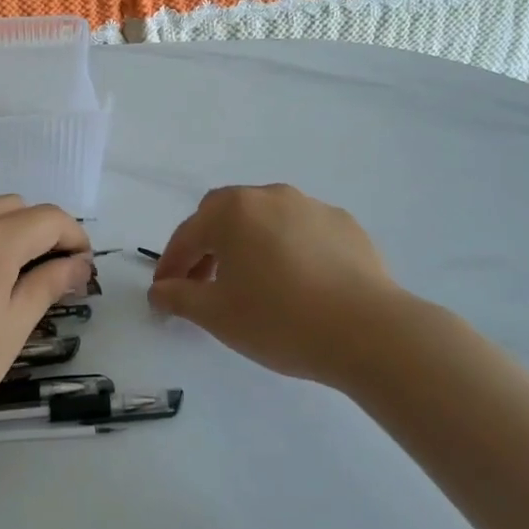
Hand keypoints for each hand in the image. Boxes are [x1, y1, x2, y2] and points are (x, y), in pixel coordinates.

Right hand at [148, 184, 407, 387]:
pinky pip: (302, 231)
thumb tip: (159, 291)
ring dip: (248, 244)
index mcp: (232, 211)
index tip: (164, 293)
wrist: (369, 331)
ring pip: (265, 220)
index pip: (187, 235)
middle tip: (204, 282)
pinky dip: (288, 249)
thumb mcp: (217, 315)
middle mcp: (269, 196)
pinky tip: (298, 282)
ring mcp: (311, 206)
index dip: (171, 265)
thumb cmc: (280, 319)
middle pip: (224, 215)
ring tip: (253, 283)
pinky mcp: (345, 225)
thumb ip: (179, 297)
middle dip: (207, 246)